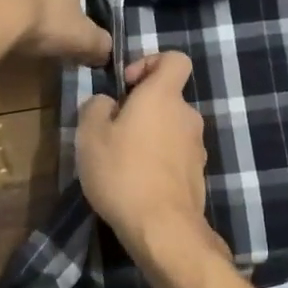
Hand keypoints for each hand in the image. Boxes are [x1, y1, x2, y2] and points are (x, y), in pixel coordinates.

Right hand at [77, 52, 217, 262]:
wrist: (162, 228)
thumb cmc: (122, 172)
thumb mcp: (90, 135)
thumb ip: (96, 107)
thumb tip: (108, 103)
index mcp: (163, 96)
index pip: (175, 59)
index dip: (150, 63)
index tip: (127, 86)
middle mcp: (187, 115)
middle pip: (167, 98)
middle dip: (142, 109)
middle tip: (113, 131)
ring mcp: (197, 147)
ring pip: (170, 129)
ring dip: (149, 137)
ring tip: (122, 162)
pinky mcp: (197, 175)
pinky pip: (175, 156)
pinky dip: (159, 161)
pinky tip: (137, 183)